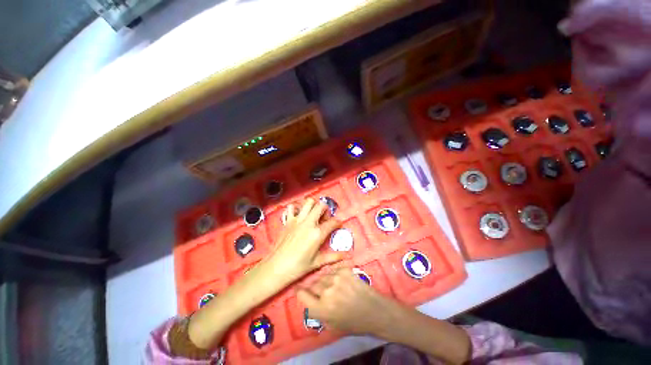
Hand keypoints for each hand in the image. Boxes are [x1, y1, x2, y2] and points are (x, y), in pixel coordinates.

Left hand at [267, 198, 342, 280]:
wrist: (276, 267)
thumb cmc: (298, 267)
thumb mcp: (317, 262)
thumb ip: (333, 256)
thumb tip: (347, 255)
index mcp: (317, 233)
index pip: (333, 222)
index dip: (338, 222)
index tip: (338, 224)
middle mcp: (308, 223)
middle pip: (321, 206)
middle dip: (326, 210)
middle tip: (324, 219)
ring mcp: (297, 220)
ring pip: (308, 202)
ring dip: (313, 206)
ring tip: (313, 215)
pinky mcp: (288, 220)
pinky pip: (292, 207)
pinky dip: (296, 208)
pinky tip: (299, 215)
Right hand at [296, 268, 397, 335]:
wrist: (374, 311)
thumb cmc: (354, 322)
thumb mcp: (332, 325)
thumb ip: (318, 312)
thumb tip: (310, 300)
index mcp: (322, 309)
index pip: (302, 295)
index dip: (300, 292)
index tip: (300, 290)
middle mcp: (326, 291)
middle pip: (312, 284)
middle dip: (314, 288)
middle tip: (320, 291)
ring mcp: (336, 278)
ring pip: (322, 276)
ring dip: (324, 281)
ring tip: (331, 285)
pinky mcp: (344, 270)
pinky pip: (332, 270)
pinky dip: (333, 275)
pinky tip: (339, 280)